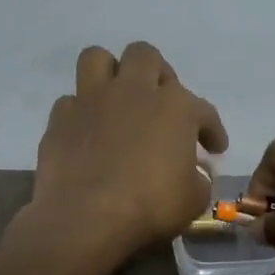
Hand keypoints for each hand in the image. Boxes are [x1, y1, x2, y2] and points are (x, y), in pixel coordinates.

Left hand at [26, 42, 226, 265]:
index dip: (212, 129)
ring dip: (110, 73)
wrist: (86, 218)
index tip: (214, 149)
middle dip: (158, 75)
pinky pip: (70, 102)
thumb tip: (194, 173)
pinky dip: (81, 113)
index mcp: (175, 107)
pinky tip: (88, 132)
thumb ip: (198, 179)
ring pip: (98, 58)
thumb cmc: (150, 207)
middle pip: (146, 56)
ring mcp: (92, 100)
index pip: (203, 110)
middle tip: (161, 104)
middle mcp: (133, 91)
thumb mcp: (193, 200)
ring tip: (117, 98)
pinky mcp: (60, 119)